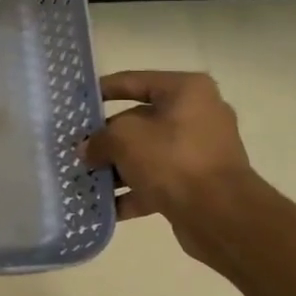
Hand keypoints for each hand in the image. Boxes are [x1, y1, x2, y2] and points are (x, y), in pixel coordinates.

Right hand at [84, 70, 254, 258]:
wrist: (220, 213)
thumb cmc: (172, 160)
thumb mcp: (124, 139)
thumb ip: (99, 139)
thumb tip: (87, 149)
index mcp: (186, 91)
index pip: (134, 81)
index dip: (102, 90)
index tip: (77, 101)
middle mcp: (197, 115)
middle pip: (139, 121)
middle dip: (106, 138)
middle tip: (76, 149)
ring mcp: (199, 151)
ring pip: (146, 154)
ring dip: (116, 168)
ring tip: (84, 179)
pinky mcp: (197, 182)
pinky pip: (157, 181)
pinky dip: (132, 192)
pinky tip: (104, 206)